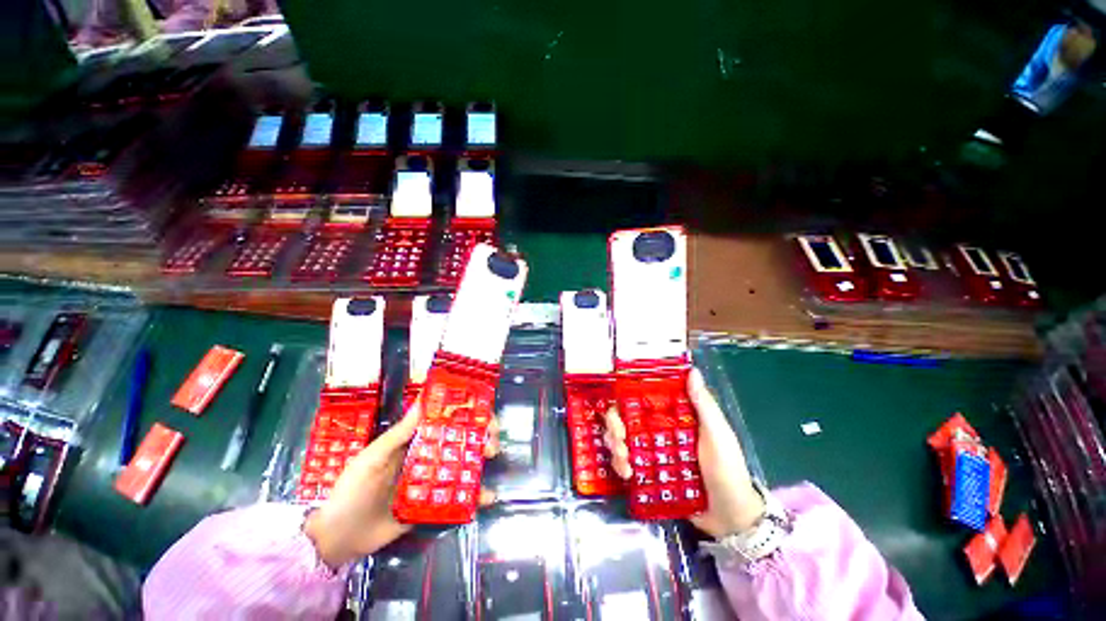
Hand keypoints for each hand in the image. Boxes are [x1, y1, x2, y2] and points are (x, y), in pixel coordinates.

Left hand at [305, 400, 499, 567]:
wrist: (338, 538)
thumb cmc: (352, 489)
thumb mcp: (374, 457)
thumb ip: (400, 432)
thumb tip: (424, 398)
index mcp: (414, 441)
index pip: (445, 422)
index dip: (466, 415)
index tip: (484, 414)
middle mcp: (426, 458)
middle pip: (459, 444)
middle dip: (480, 439)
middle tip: (492, 443)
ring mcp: (430, 483)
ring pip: (462, 469)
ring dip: (480, 465)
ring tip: (491, 464)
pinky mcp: (432, 506)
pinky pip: (456, 499)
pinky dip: (473, 497)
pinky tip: (488, 497)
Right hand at [603, 368, 765, 537]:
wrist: (731, 517)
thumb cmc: (727, 469)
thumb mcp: (718, 435)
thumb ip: (704, 406)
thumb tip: (693, 371)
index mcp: (673, 416)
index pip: (643, 399)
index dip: (626, 399)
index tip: (619, 408)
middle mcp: (657, 430)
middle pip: (626, 419)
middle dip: (615, 425)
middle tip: (619, 438)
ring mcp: (652, 452)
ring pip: (622, 440)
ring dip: (615, 446)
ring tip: (624, 461)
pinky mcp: (648, 473)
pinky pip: (627, 464)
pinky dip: (620, 466)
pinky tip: (626, 474)